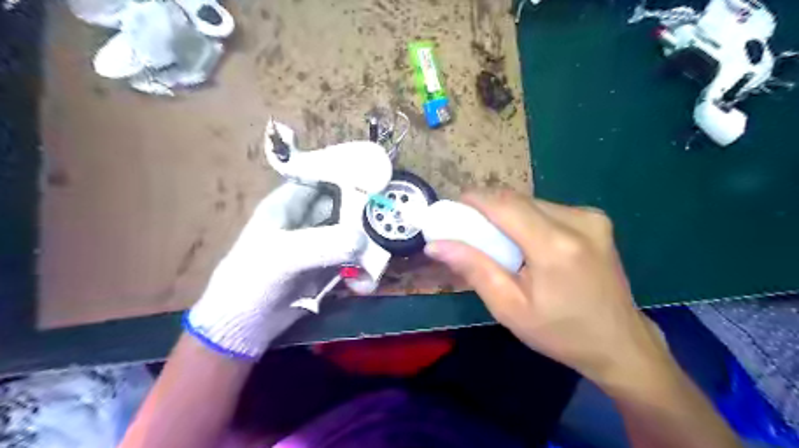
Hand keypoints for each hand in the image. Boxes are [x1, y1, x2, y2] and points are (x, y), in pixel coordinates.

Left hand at [186, 180, 364, 359]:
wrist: (242, 328)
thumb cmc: (252, 281)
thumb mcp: (283, 257)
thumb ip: (323, 244)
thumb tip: (363, 241)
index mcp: (288, 205)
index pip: (323, 179)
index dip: (349, 176)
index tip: (378, 182)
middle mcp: (306, 221)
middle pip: (345, 208)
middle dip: (366, 219)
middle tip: (389, 228)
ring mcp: (318, 246)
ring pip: (352, 237)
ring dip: (366, 251)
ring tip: (374, 267)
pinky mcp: (326, 269)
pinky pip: (352, 262)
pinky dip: (361, 273)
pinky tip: (362, 286)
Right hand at [427, 191, 669, 386]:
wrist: (620, 343)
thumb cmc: (559, 332)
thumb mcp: (509, 308)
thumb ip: (474, 269)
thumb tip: (436, 245)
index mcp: (555, 246)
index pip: (504, 204)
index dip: (475, 200)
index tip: (453, 208)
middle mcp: (578, 221)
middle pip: (517, 200)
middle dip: (488, 208)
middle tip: (469, 229)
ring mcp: (591, 217)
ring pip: (532, 202)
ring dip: (508, 214)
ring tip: (497, 240)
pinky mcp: (596, 220)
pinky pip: (549, 209)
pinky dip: (528, 218)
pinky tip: (525, 242)